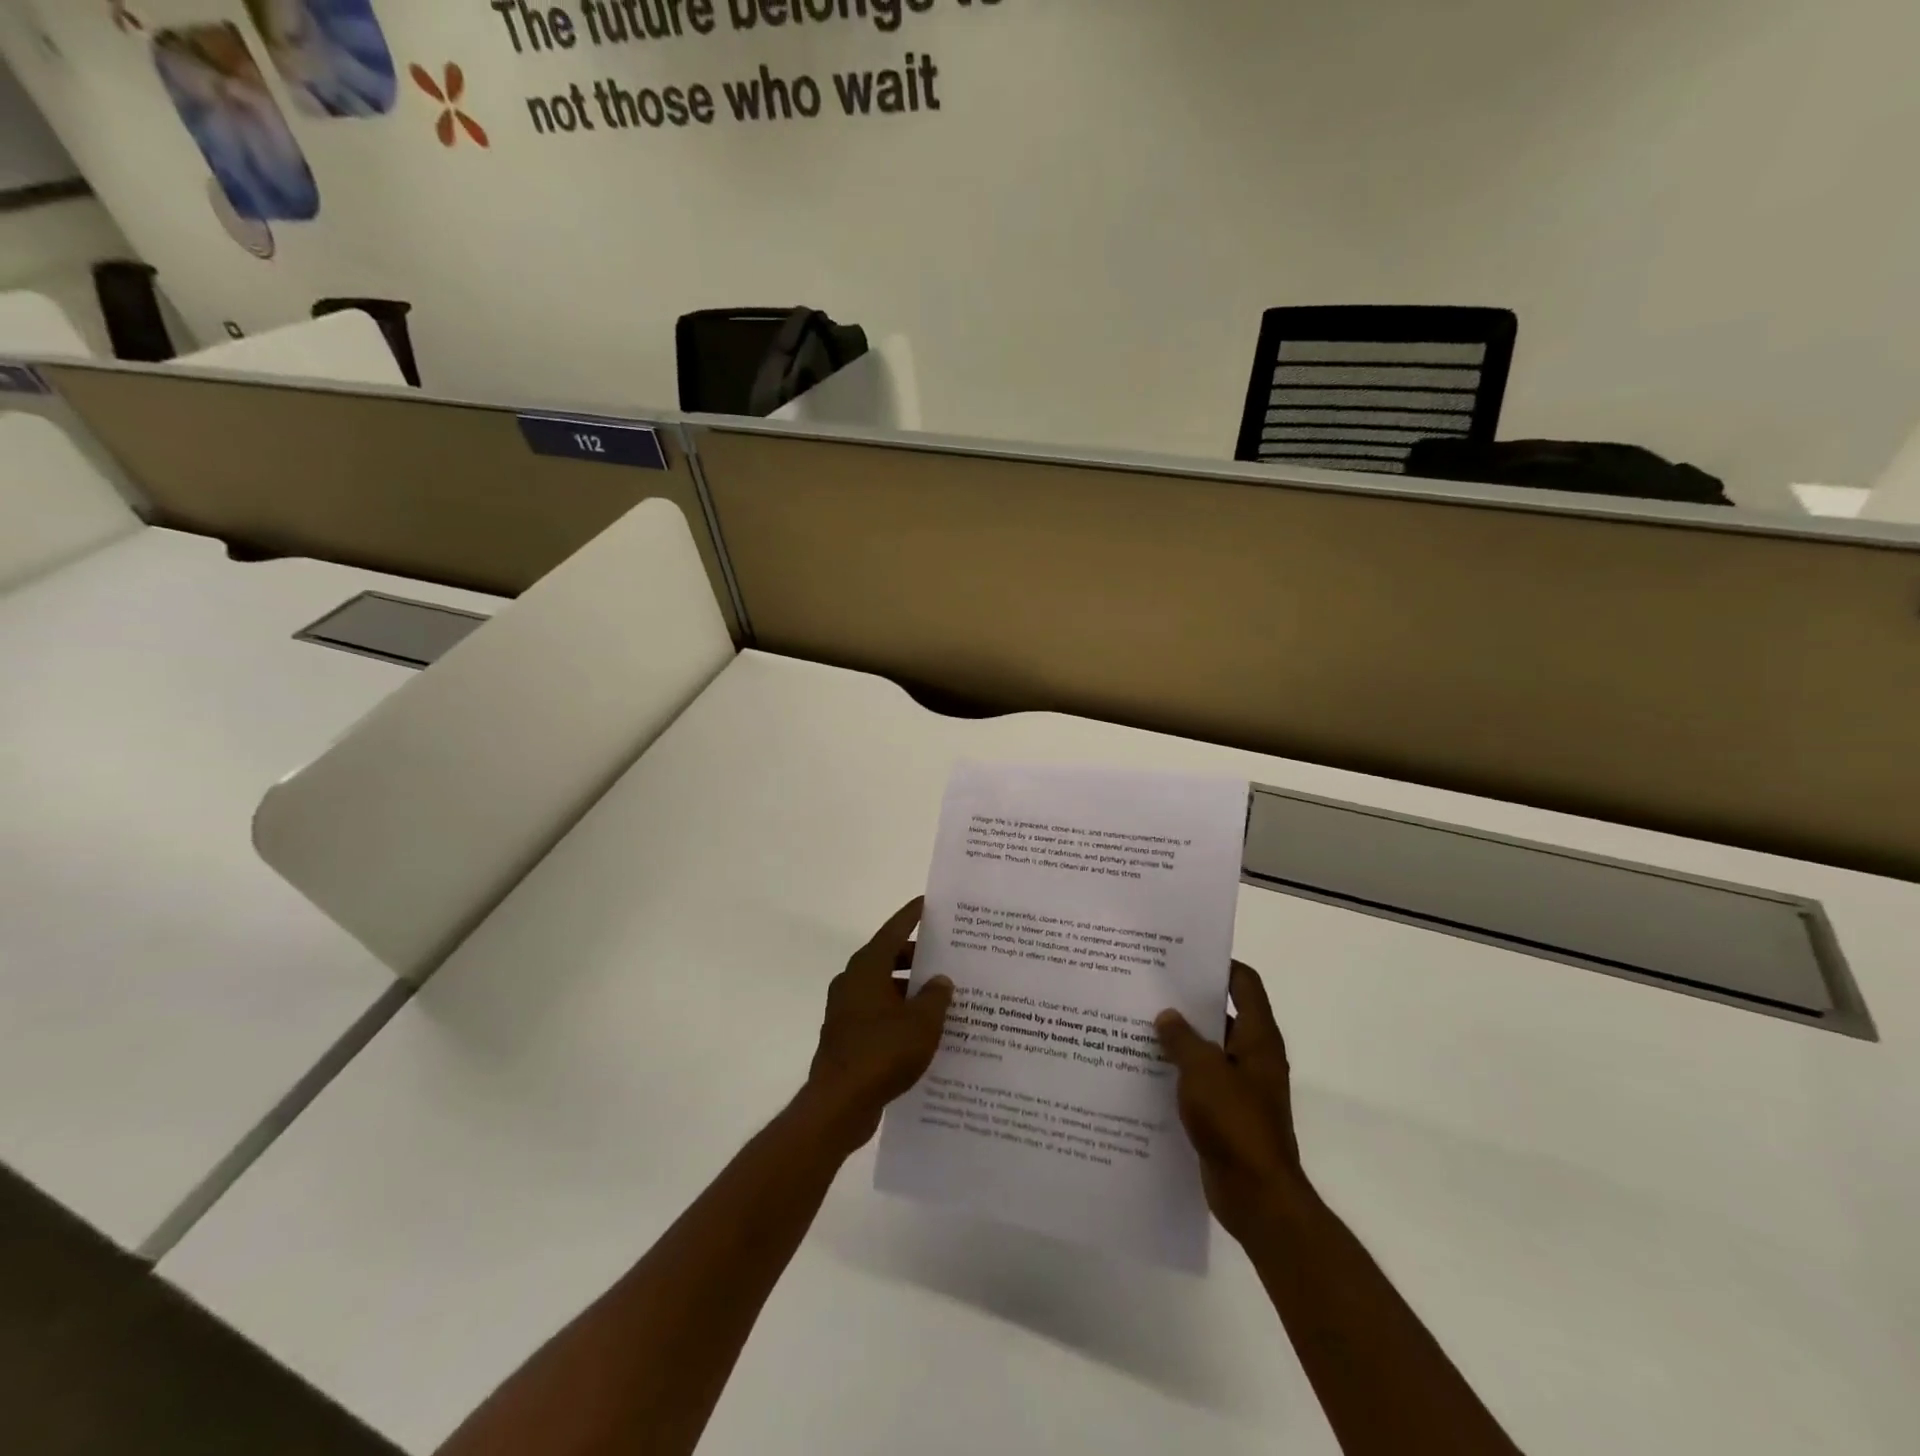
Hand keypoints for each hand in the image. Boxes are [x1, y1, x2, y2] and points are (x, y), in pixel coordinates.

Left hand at [803, 898, 953, 1153]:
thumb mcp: (923, 1022)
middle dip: (917, 957)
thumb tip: (940, 980)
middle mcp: (853, 981)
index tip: (928, 902)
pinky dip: (899, 1014)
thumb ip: (936, 996)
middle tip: (948, 957)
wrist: (839, 1105)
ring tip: (943, 997)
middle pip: (889, 958)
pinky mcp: (846, 1037)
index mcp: (867, 967)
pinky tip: (924, 1031)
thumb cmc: (882, 1052)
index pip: (894, 930)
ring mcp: (846, 1010)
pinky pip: (878, 1014)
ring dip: (910, 990)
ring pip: (884, 988)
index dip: (913, 915)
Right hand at [1156, 962, 1311, 1241]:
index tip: (1182, 956)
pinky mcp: (1226, 1113)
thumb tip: (1167, 1016)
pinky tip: (1145, 1070)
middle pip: (1221, 1013)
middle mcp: (1253, 1056)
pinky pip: (1200, 1081)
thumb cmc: (1235, 1123)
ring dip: (1179, 1039)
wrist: (1257, 1196)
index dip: (1219, 964)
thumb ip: (1182, 1039)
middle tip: (1148, 987)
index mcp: (1258, 1038)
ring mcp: (1240, 1087)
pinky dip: (1178, 1072)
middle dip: (1188, 1001)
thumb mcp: (1203, 1071)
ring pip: (1207, 1049)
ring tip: (1137, 1023)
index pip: (1244, 983)